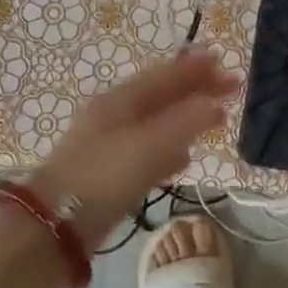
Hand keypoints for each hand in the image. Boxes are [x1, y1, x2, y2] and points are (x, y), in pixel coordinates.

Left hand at [28, 49, 233, 245]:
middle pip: (163, 97)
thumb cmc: (103, 176)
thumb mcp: (147, 145)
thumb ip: (184, 122)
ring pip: (158, 124)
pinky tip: (185, 158)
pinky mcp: (113, 174)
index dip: (195, 69)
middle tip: (231, 86)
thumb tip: (216, 104)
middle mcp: (116, 117)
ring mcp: (113, 146)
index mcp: (120, 101)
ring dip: (187, 118)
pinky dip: (171, 149)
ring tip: (216, 116)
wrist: (56, 225)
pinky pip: (150, 153)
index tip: (224, 61)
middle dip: (196, 90)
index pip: (165, 77)